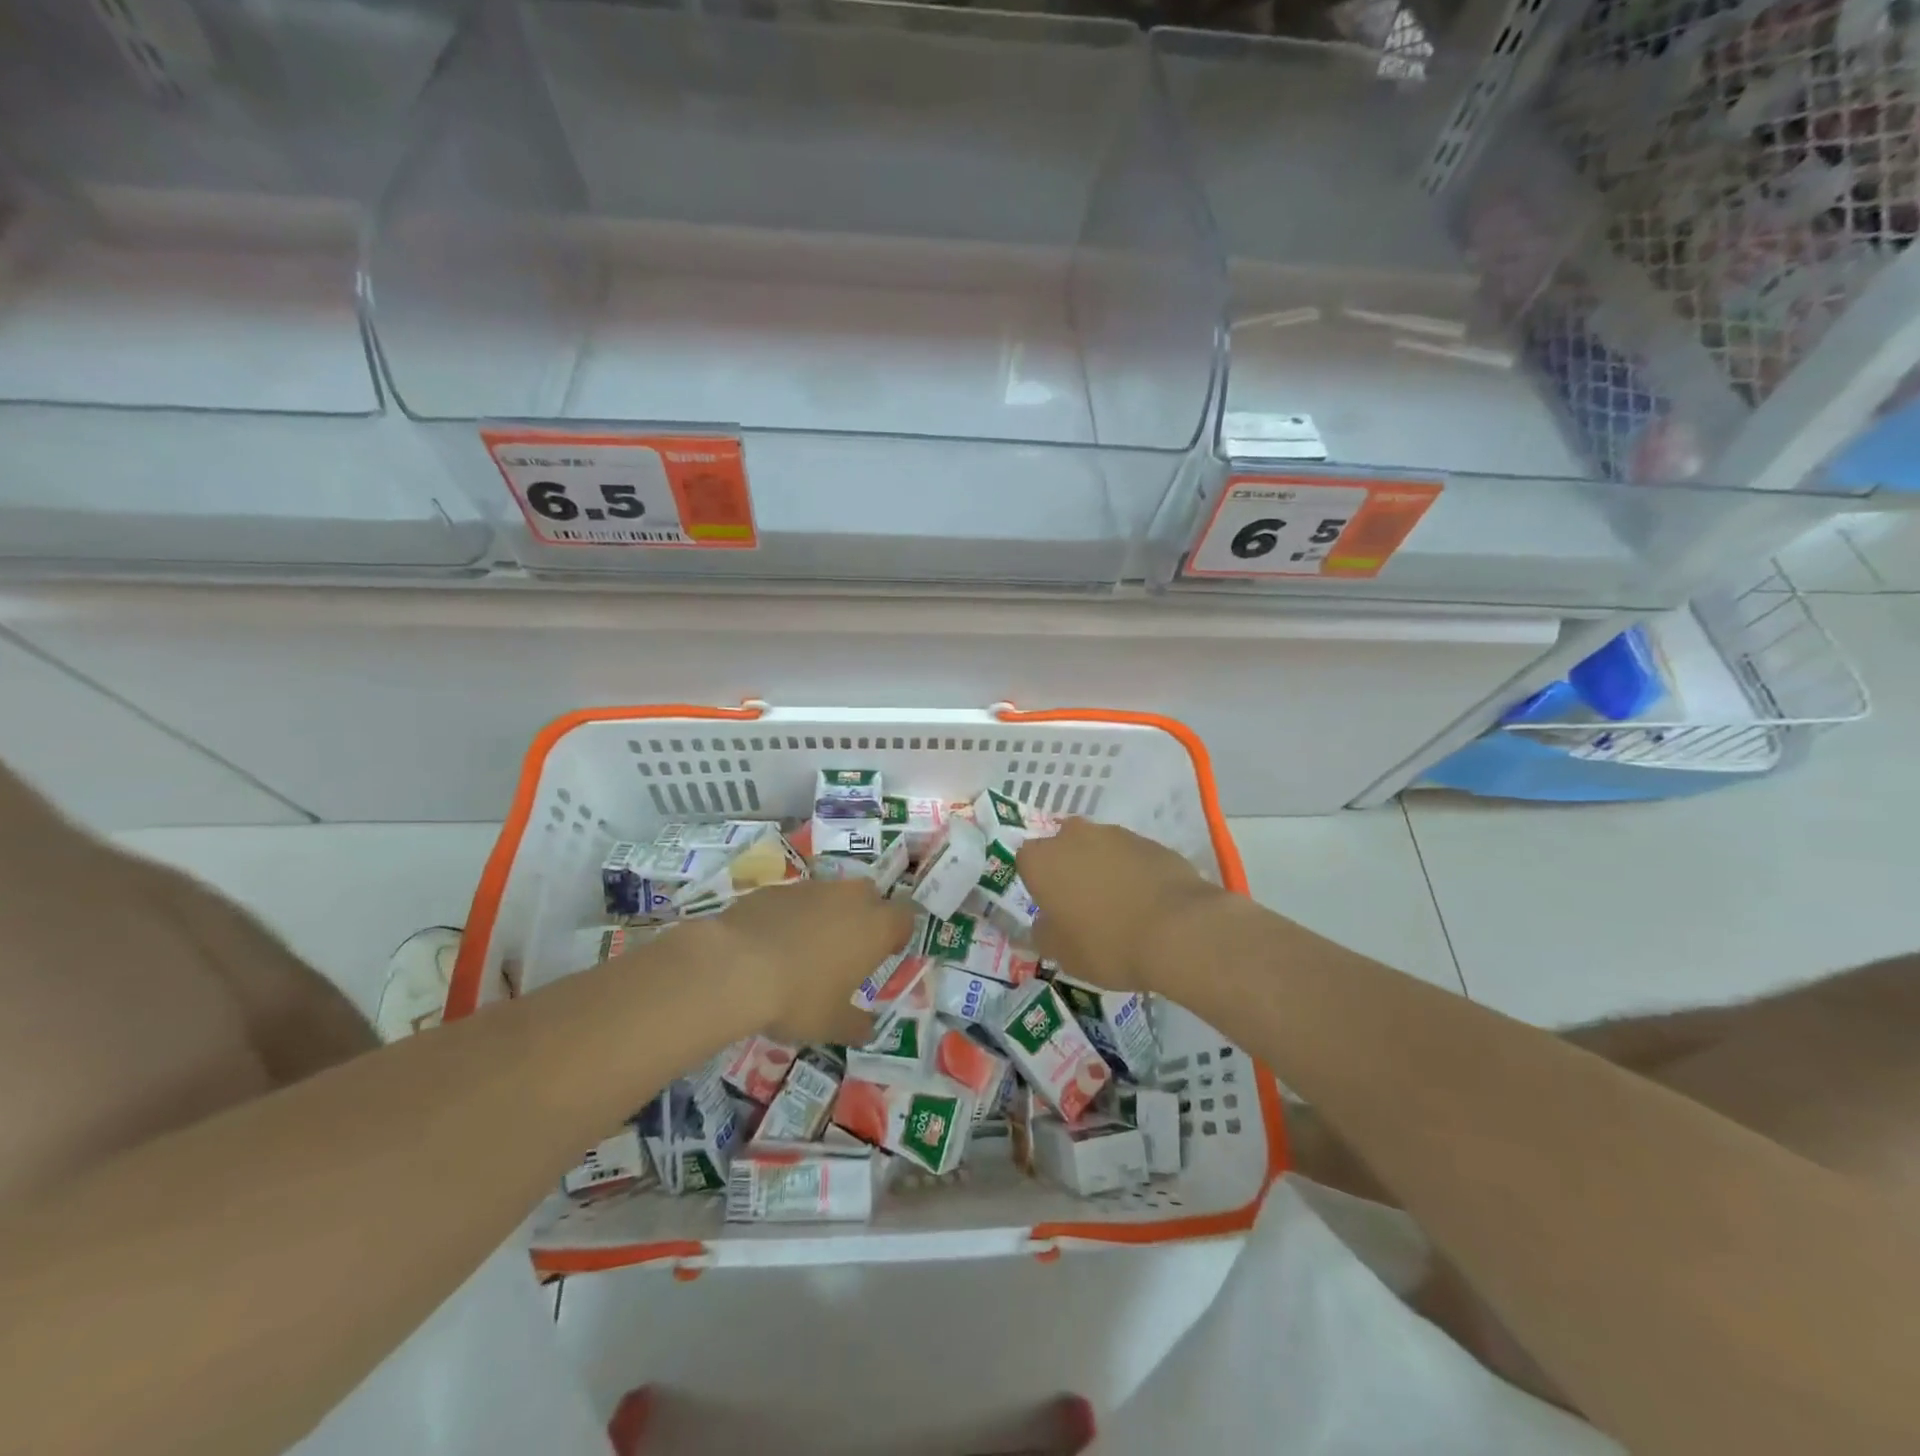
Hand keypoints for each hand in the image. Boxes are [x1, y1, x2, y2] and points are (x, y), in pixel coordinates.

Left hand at [704, 879, 916, 1044]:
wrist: (735, 966)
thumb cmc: (799, 997)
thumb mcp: (832, 1024)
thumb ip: (856, 1025)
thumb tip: (868, 1030)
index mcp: (875, 927)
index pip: (906, 916)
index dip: (898, 933)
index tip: (886, 953)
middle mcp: (850, 898)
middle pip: (870, 896)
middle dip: (864, 916)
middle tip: (848, 950)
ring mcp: (811, 887)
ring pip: (831, 894)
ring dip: (827, 914)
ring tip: (806, 949)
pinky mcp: (776, 888)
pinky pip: (795, 899)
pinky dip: (792, 915)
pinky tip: (772, 944)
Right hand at [1018, 819, 1227, 995]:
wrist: (1179, 931)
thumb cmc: (1107, 943)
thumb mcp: (1062, 954)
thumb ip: (1044, 933)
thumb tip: (1043, 923)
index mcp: (1043, 860)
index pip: (1026, 861)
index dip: (1037, 884)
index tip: (1051, 908)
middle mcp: (1074, 836)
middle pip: (1063, 846)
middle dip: (1069, 868)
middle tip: (1082, 904)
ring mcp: (1115, 835)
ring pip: (1098, 847)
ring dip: (1102, 867)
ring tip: (1119, 904)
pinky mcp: (1150, 842)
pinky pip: (1130, 855)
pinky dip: (1132, 871)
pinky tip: (1146, 901)